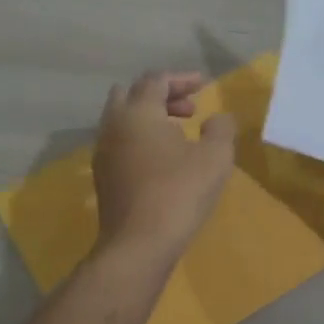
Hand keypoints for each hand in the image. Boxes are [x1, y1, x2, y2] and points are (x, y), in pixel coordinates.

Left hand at [93, 71, 236, 259]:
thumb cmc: (180, 193)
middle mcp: (113, 125)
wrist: (138, 244)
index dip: (182, 79)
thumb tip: (218, 118)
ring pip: (122, 119)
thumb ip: (221, 129)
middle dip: (161, 95)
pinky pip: (120, 142)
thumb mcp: (215, 158)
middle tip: (189, 109)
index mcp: (138, 112)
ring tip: (179, 133)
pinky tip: (163, 159)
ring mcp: (103, 152)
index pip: (156, 80)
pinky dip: (140, 137)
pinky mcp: (102, 176)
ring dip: (149, 117)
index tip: (205, 86)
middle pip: (131, 93)